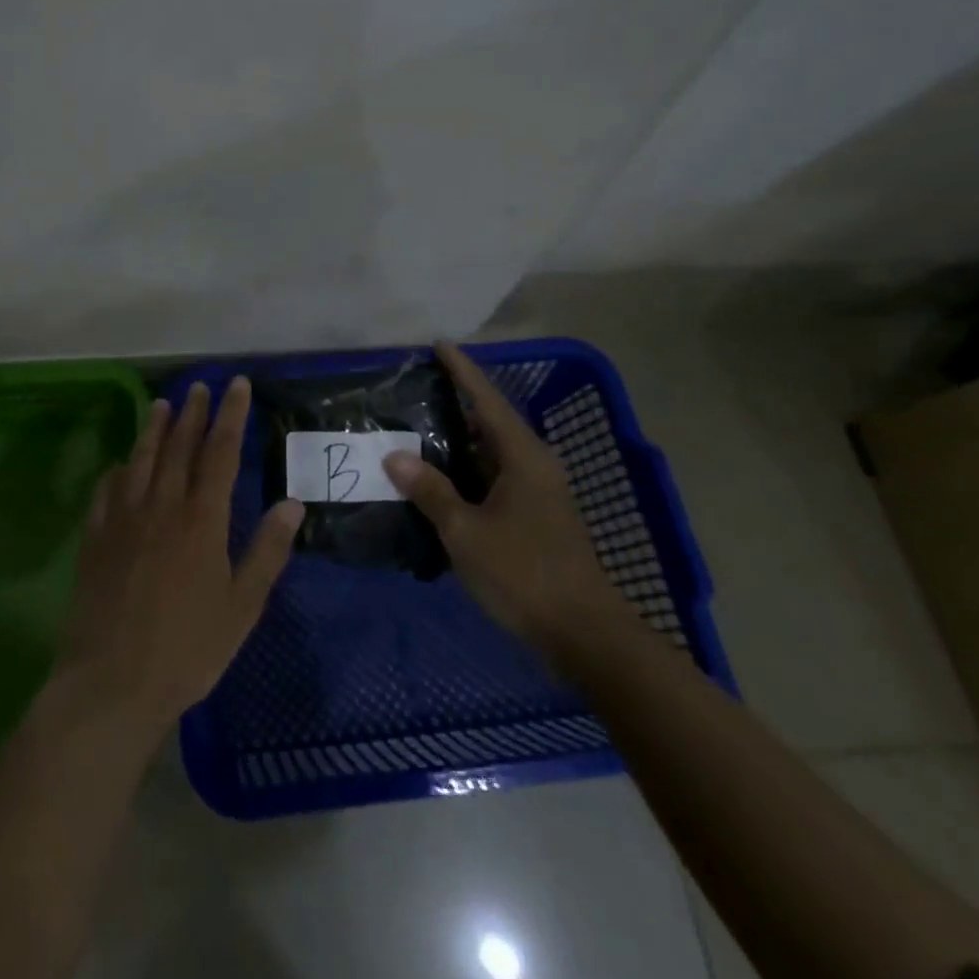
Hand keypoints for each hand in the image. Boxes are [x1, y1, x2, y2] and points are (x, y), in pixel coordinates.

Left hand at [54, 378, 303, 740]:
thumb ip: (267, 551)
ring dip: (153, 429)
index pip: (220, 452)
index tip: (236, 386)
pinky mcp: (95, 538)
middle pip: (179, 447)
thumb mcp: (242, 606)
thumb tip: (292, 502)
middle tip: (200, 386)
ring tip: (161, 404)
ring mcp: (123, 519)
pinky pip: (106, 491)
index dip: (230, 415)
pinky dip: (117, 471)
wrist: (113, 682)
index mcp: (202, 520)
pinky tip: (119, 465)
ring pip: (140, 460)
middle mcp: (162, 506)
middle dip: (193, 413)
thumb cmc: (188, 648)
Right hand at [382, 340, 626, 657]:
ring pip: (492, 451)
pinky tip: (439, 476)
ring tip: (417, 424)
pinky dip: (466, 468)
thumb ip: (430, 491)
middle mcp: (535, 465)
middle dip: (456, 401)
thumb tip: (394, 455)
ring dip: (459, 438)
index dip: (462, 371)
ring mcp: (538, 491)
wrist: (584, 634)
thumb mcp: (466, 532)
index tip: (438, 344)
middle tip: (416, 386)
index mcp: (523, 457)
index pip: (487, 400)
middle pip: (491, 420)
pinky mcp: (535, 515)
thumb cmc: (524, 574)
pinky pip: (494, 475)